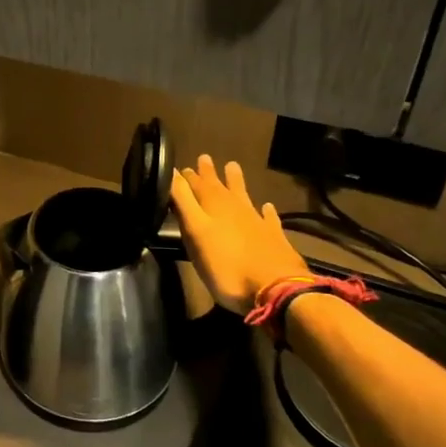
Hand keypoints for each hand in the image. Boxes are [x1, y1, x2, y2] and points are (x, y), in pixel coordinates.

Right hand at [169, 155, 309, 314]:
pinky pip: (268, 218)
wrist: (274, 289)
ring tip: (232, 166)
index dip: (186, 177)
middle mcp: (235, 208)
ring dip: (236, 181)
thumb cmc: (226, 265)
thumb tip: (171, 173)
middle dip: (209, 173)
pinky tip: (267, 207)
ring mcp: (257, 222)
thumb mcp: (195, 232)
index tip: (179, 168)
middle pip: (219, 186)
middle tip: (204, 158)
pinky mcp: (273, 238)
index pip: (195, 185)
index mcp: (213, 206)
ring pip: (243, 195)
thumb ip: (183, 202)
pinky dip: (266, 211)